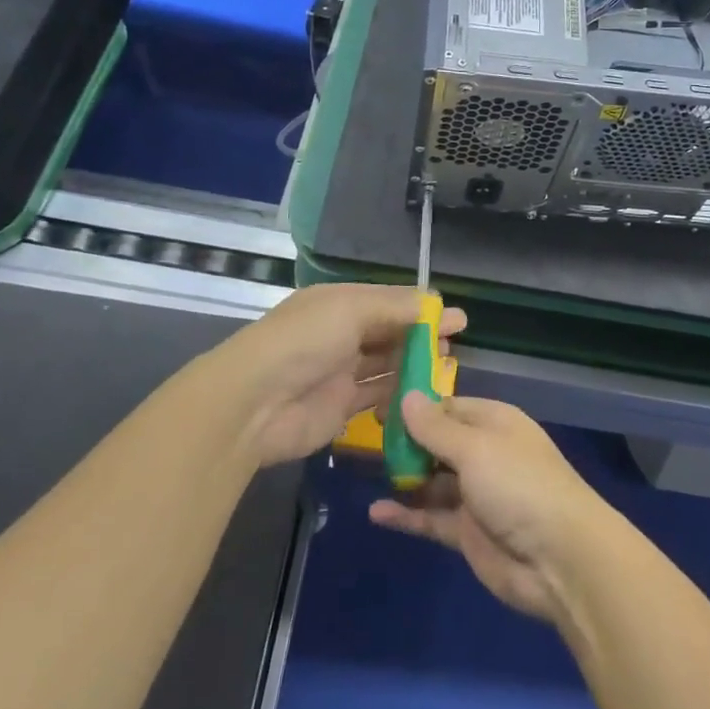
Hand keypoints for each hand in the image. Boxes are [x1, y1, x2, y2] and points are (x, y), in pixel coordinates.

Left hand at [206, 283, 466, 466]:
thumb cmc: (303, 342)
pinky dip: (399, 395)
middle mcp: (341, 334)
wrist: (253, 404)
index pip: (388, 301)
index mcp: (340, 304)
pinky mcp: (340, 407)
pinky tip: (423, 396)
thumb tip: (432, 301)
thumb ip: (393, 307)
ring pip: (386, 365)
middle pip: (390, 332)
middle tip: (454, 344)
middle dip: (422, 336)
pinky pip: (377, 397)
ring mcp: (340, 372)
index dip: (422, 307)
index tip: (456, 317)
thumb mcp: (350, 310)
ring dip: (414, 365)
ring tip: (446, 369)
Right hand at [369, 394, 610, 622]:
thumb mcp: (475, 448)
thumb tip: (406, 396)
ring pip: (432, 480)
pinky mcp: (468, 533)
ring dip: (404, 477)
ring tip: (366, 472)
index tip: (379, 409)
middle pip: (438, 442)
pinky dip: (406, 515)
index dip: (416, 408)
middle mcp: (484, 453)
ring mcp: (476, 495)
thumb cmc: (519, 485)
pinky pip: (431, 517)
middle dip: (406, 442)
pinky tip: (376, 512)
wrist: (560, 558)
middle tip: (364, 439)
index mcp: (493, 422)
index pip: (448, 407)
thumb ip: (436, 427)